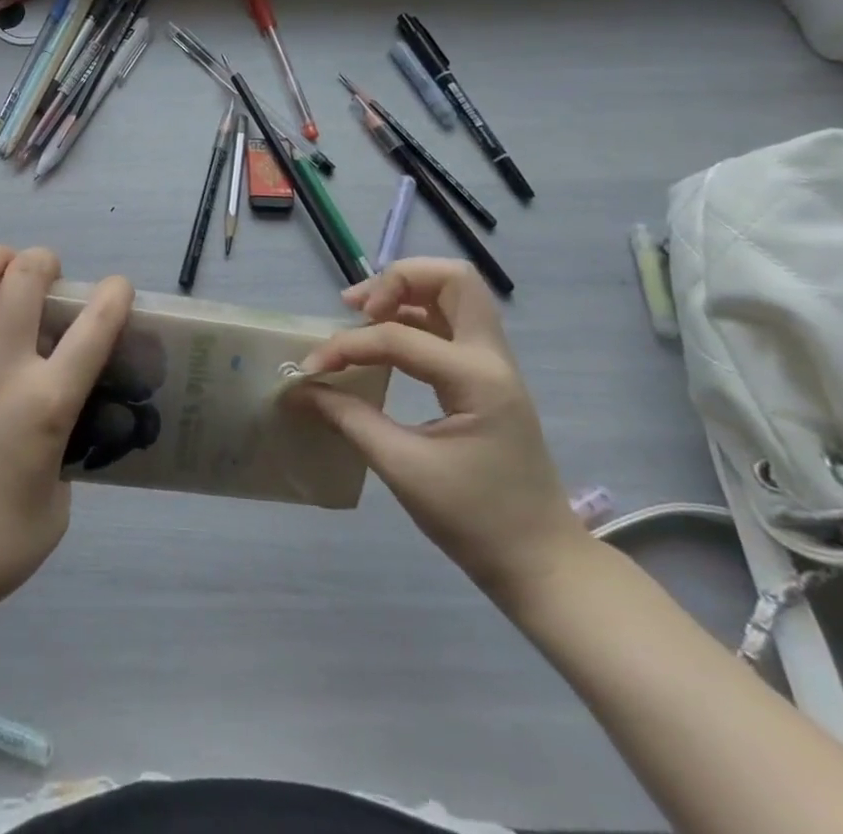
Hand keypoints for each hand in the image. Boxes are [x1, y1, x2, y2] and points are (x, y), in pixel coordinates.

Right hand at [290, 258, 589, 607]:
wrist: (542, 564)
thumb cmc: (475, 520)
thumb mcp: (403, 469)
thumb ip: (349, 418)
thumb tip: (301, 390)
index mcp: (477, 379)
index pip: (398, 336)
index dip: (347, 346)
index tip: (312, 370)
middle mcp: (492, 358)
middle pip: (452, 279)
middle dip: (397, 280)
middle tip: (357, 307)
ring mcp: (494, 365)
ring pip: (454, 294)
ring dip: (406, 291)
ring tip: (362, 313)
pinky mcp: (486, 377)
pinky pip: (451, 323)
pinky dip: (415, 316)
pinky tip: (384, 339)